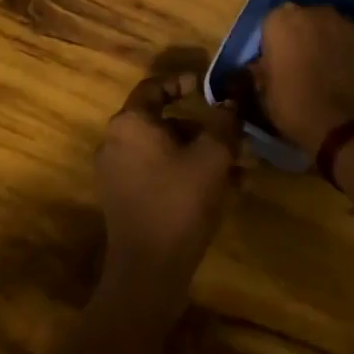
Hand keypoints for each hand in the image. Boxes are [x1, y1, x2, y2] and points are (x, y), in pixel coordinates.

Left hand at [95, 72, 240, 305]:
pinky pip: (158, 172)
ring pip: (164, 149)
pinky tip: (223, 189)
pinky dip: (186, 172)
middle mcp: (115, 141)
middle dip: (202, 126)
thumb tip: (232, 99)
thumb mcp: (212, 156)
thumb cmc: (179, 202)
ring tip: (238, 167)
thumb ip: (223, 121)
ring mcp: (117, 172)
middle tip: (233, 134)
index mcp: (130, 123)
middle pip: (163, 120)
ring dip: (200, 151)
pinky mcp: (124, 199)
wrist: (148, 272)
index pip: (155, 86)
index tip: (211, 89)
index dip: (184, 82)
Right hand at [254, 4, 353, 152]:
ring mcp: (346, 24)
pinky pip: (351, 44)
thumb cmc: (297, 108)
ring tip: (326, 74)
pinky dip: (347, 55)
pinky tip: (347, 79)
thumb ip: (262, 72)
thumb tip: (262, 66)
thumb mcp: (266, 95)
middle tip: (300, 67)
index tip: (275, 66)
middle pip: (303, 21)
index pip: (271, 24)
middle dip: (301, 39)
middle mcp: (314, 13)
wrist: (351, 127)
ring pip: (329, 30)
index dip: (273, 45)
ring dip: (326, 45)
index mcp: (282, 21)